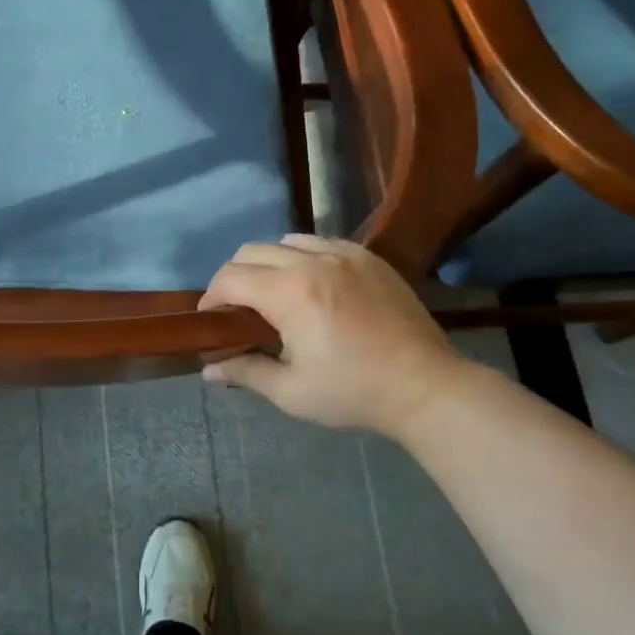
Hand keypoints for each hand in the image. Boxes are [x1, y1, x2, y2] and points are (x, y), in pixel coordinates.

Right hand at [199, 236, 470, 437]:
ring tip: (274, 294)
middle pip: (251, 251)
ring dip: (268, 263)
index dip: (211, 297)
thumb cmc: (353, 393)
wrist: (425, 386)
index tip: (211, 320)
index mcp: (290, 293)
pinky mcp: (368, 257)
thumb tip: (208, 369)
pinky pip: (321, 242)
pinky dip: (303, 257)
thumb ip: (245, 372)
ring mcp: (344, 253)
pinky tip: (312, 285)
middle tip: (237, 310)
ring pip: (286, 241)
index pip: (231, 278)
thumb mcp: (291, 392)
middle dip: (234, 277)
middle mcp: (313, 261)